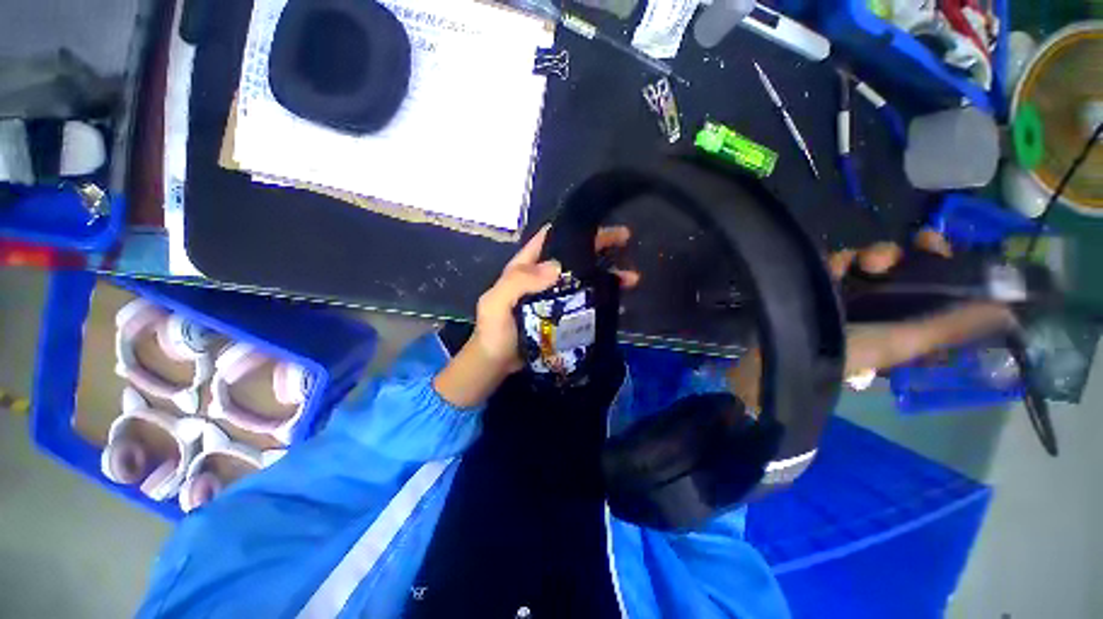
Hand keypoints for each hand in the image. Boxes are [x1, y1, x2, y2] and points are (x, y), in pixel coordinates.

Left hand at [434, 224, 638, 407]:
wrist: (497, 363)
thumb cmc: (494, 331)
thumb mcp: (496, 303)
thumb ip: (518, 282)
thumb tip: (557, 267)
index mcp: (525, 267)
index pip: (549, 238)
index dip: (572, 228)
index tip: (598, 222)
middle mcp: (543, 277)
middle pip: (574, 256)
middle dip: (599, 246)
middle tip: (626, 240)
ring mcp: (556, 296)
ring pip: (585, 278)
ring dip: (608, 275)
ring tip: (632, 277)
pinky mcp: (564, 314)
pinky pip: (586, 302)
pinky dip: (603, 299)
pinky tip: (621, 301)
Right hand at [727, 232, 1017, 409]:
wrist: (788, 347)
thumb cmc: (851, 349)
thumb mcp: (908, 341)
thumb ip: (954, 324)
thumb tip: (1010, 307)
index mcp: (908, 321)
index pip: (934, 286)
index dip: (943, 264)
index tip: (941, 246)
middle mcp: (883, 306)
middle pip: (904, 269)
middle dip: (907, 256)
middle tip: (910, 246)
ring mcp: (849, 295)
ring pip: (870, 263)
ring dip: (872, 257)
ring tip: (864, 263)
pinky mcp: (819, 286)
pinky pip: (837, 263)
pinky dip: (840, 260)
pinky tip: (836, 265)